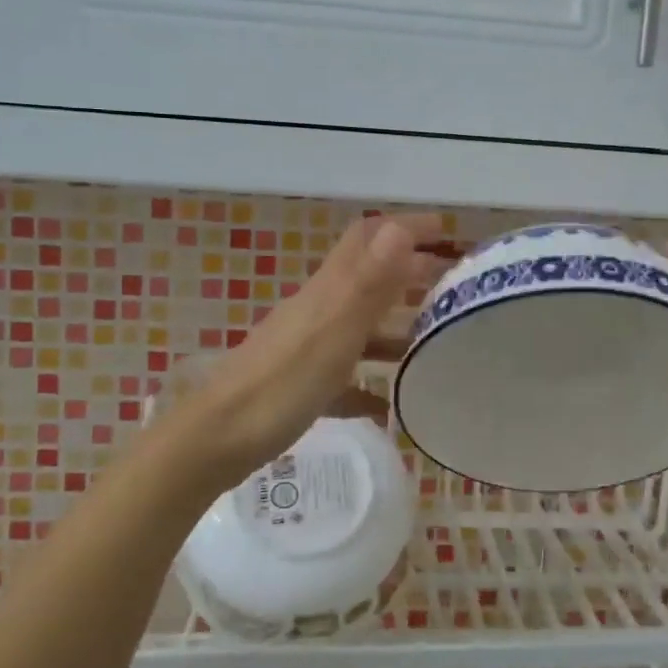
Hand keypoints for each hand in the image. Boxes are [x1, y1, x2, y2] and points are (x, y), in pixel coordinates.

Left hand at [150, 214, 452, 486]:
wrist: (215, 440)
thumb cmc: (282, 384)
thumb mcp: (335, 331)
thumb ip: (368, 282)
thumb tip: (399, 228)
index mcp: (329, 291)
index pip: (369, 239)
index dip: (406, 227)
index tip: (447, 230)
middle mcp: (319, 310)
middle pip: (369, 279)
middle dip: (409, 274)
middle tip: (452, 286)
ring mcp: (307, 348)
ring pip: (359, 328)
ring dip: (395, 328)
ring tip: (433, 345)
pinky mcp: (299, 385)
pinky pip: (344, 378)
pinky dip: (369, 384)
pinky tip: (389, 406)